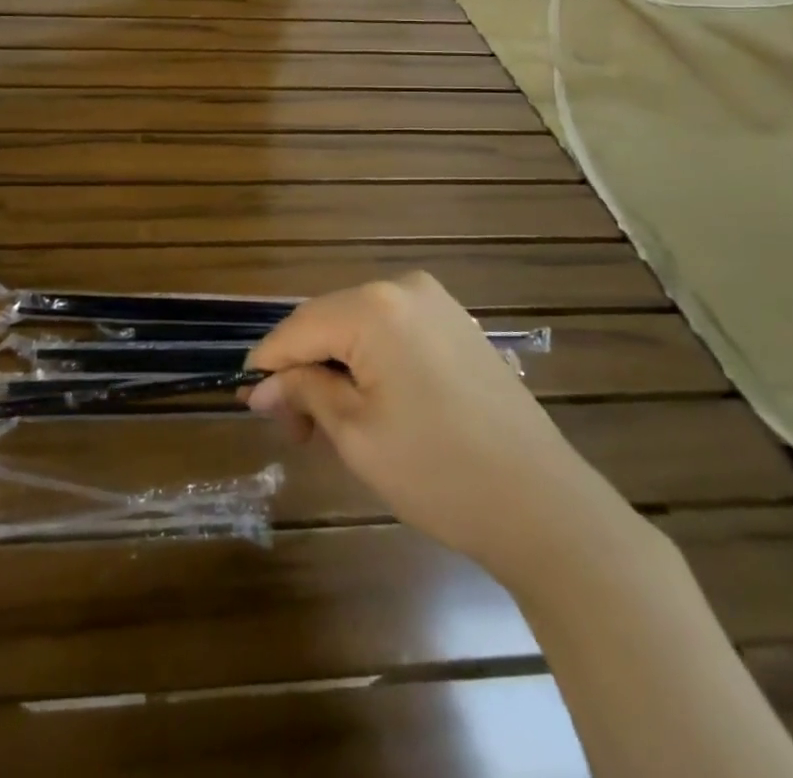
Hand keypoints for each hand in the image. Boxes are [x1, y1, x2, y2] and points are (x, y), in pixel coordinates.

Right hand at [246, 273, 622, 574]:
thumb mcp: (355, 435)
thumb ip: (304, 394)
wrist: (543, 505)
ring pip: (359, 328)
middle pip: (329, 323)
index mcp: (375, 306)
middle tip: (292, 429)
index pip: (298, 327)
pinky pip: (393, 333)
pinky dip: (369, 363)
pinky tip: (367, 405)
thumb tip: (263, 385)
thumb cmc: (438, 472)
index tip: (249, 403)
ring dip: (335, 369)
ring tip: (326, 424)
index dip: (268, 364)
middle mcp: (404, 287)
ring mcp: (437, 303)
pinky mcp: (457, 325)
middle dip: (303, 371)